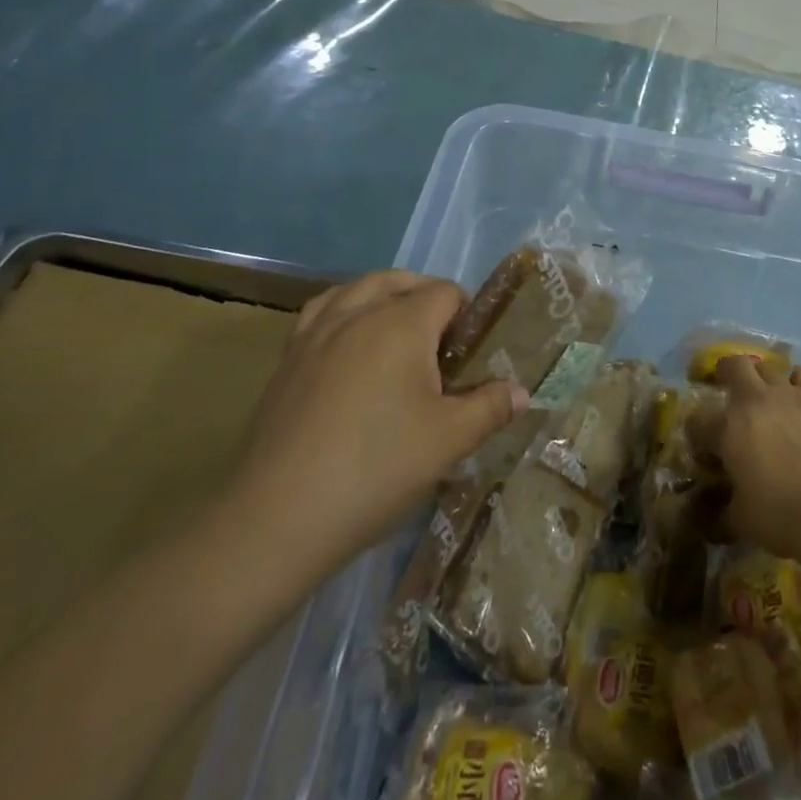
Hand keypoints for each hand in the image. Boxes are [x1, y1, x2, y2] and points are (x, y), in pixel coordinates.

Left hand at [222, 271, 528, 594]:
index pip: (445, 293)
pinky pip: (320, 313)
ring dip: (382, 297)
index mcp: (401, 324)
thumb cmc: (376, 469)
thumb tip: (522, 392)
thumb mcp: (449, 441)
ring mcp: (316, 334)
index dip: (467, 315)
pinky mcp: (286, 361)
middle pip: (399, 281)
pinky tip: (348, 346)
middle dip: (425, 297)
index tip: (472, 354)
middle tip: (441, 343)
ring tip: (396, 331)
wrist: (277, 518)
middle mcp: (357, 314)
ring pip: (355, 289)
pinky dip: (342, 312)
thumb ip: (490, 407)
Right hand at [695, 358, 800, 560]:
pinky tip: (800, 396)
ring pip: (768, 366)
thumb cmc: (779, 514)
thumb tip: (712, 518)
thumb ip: (723, 511)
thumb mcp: (741, 520)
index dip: (697, 432)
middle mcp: (753, 400)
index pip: (698, 420)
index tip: (705, 447)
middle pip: (733, 366)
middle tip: (730, 387)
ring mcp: (787, 393)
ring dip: (763, 378)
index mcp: (727, 429)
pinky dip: (797, 381)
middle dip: (727, 373)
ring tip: (768, 394)